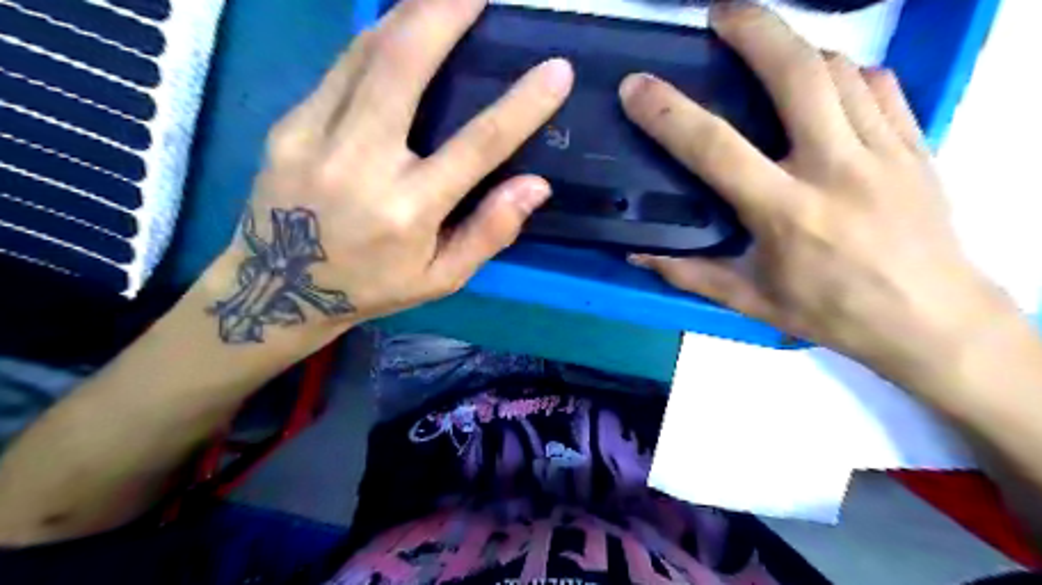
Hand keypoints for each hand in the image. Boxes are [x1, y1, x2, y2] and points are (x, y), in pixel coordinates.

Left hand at [207, 0, 573, 341]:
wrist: (277, 289)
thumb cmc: (372, 286)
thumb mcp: (441, 278)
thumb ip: (489, 233)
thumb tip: (536, 186)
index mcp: (408, 211)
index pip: (477, 146)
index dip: (521, 106)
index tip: (557, 70)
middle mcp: (361, 165)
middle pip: (404, 67)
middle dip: (444, 14)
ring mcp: (314, 137)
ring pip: (366, 53)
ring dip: (410, 15)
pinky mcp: (287, 124)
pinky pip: (340, 67)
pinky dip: (376, 40)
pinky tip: (400, 28)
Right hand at [622, 3, 1013, 375]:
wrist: (932, 320)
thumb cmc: (832, 313)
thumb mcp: (750, 300)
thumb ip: (689, 274)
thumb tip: (637, 256)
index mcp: (786, 211)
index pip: (716, 148)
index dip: (669, 113)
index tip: (637, 87)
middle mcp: (834, 168)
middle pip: (796, 74)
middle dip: (754, 29)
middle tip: (721, 13)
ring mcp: (883, 150)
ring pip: (839, 69)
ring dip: (796, 48)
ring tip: (767, 48)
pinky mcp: (915, 145)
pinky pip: (879, 85)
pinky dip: (846, 72)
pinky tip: (826, 81)